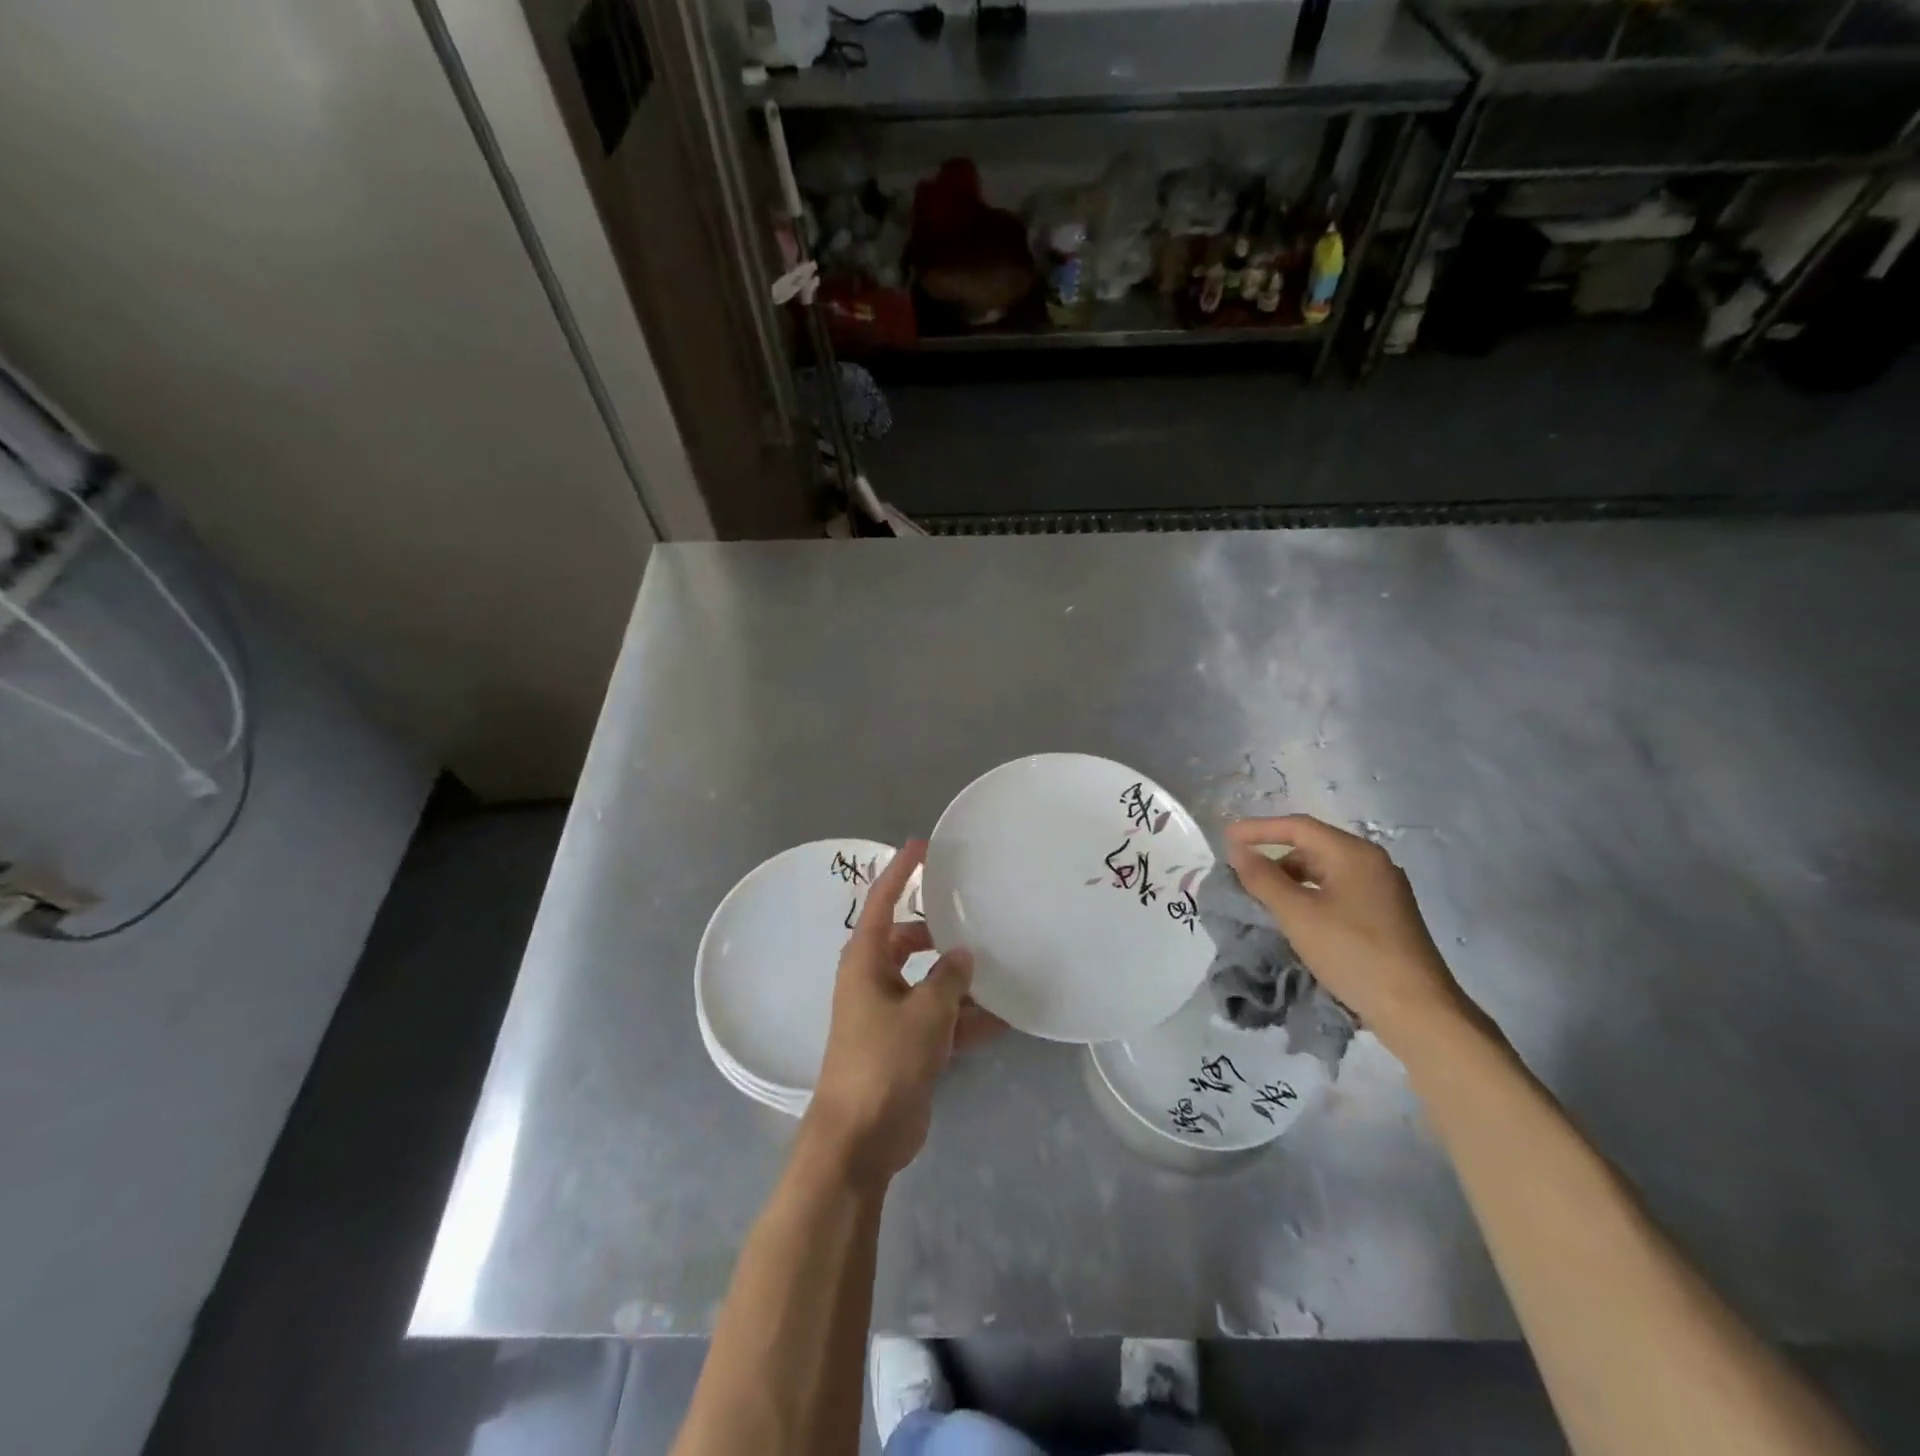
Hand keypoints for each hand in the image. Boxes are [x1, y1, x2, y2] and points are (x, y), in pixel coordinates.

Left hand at [806, 840, 1003, 1186]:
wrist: (862, 1138)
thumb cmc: (884, 1061)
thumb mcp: (925, 1014)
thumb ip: (949, 979)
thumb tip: (963, 955)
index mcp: (866, 960)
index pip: (883, 901)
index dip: (901, 871)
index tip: (924, 845)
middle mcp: (875, 979)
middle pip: (911, 941)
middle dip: (942, 932)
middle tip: (977, 915)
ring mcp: (890, 1013)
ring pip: (930, 982)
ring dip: (961, 980)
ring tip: (1003, 965)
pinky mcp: (906, 1045)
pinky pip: (941, 1019)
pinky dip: (967, 1018)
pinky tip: (1006, 1018)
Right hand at [1225, 815, 1475, 1057]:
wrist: (1417, 1011)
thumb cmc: (1353, 954)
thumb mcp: (1297, 914)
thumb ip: (1263, 878)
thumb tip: (1238, 850)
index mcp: (1354, 854)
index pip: (1298, 827)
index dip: (1258, 830)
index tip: (1225, 839)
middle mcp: (1372, 863)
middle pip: (1313, 846)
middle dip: (1274, 856)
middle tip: (1242, 874)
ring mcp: (1383, 890)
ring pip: (1325, 871)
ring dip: (1291, 879)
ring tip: (1264, 899)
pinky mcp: (1386, 915)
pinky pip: (1338, 891)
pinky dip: (1310, 895)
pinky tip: (1296, 918)